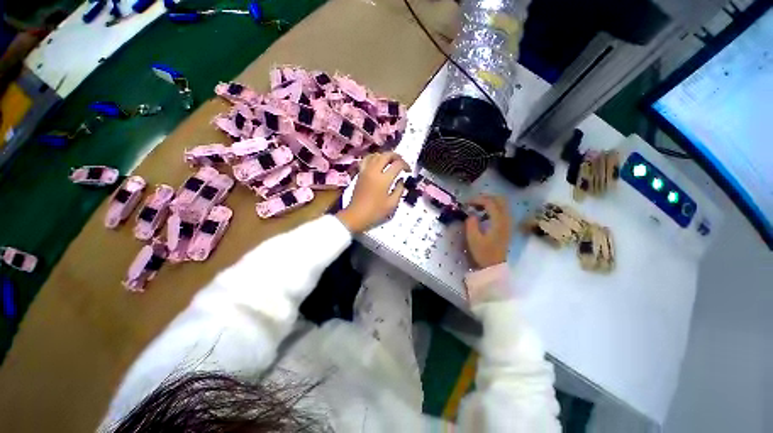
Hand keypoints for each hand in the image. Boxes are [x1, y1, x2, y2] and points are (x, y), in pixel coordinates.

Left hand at [337, 152, 409, 232]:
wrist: (356, 215)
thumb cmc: (375, 212)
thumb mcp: (392, 204)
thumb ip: (399, 190)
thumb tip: (401, 180)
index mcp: (384, 179)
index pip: (397, 164)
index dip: (406, 165)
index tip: (408, 171)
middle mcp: (374, 171)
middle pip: (386, 155)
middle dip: (396, 156)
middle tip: (402, 163)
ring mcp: (365, 171)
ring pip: (376, 155)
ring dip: (385, 156)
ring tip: (391, 161)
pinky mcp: (360, 174)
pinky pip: (366, 159)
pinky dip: (374, 157)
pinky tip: (377, 162)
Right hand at [465, 195, 511, 268]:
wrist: (494, 266)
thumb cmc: (483, 253)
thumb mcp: (473, 239)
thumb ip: (471, 223)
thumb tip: (472, 214)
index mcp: (498, 222)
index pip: (490, 202)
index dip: (477, 199)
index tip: (466, 203)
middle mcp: (506, 219)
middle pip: (499, 199)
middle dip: (485, 197)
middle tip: (472, 202)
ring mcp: (508, 223)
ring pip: (501, 204)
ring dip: (489, 202)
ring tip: (476, 207)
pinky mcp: (506, 226)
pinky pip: (501, 210)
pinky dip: (492, 208)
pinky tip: (483, 214)